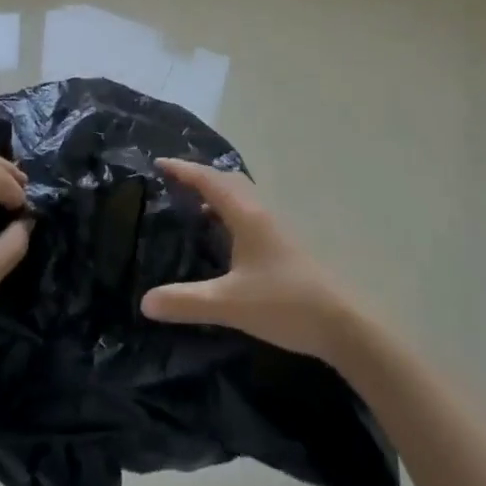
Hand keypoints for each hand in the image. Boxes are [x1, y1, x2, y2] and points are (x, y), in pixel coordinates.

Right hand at [141, 158, 360, 362]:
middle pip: (228, 180)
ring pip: (242, 196)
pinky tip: (223, 237)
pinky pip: (250, 212)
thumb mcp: (228, 304)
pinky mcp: (284, 244)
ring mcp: (276, 227)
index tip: (159, 163)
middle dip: (200, 176)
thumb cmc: (282, 303)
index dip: (183, 169)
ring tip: (192, 207)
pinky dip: (230, 211)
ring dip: (217, 193)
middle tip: (173, 183)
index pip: (209, 180)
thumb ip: (185, 301)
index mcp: (246, 214)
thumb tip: (145, 302)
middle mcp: (261, 212)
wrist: (340, 322)